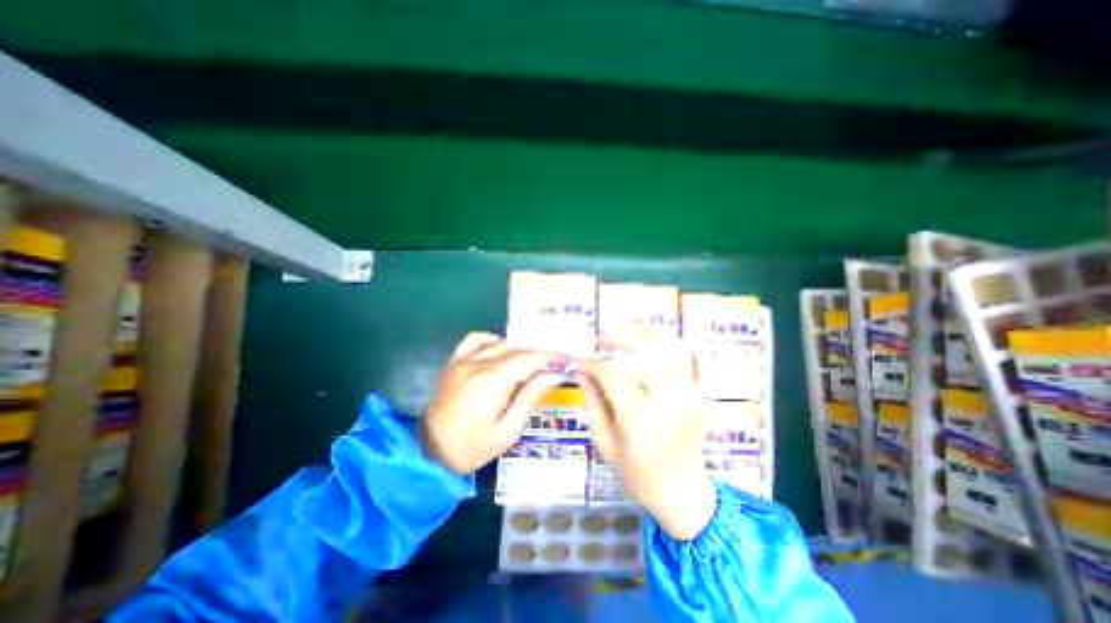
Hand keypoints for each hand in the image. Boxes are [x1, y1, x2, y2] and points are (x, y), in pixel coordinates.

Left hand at [423, 335, 566, 473]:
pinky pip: (475, 339)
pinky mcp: (454, 362)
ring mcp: (463, 360)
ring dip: (519, 349)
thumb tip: (554, 374)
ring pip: (500, 343)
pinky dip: (493, 340)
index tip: (567, 359)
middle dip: (539, 354)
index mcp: (492, 381)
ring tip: (532, 362)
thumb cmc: (471, 449)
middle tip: (554, 364)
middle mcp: (478, 363)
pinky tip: (502, 350)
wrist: (428, 454)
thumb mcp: (508, 431)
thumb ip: (530, 397)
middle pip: (517, 349)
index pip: (529, 358)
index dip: (551, 357)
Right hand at [579, 325, 715, 540]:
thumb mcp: (605, 442)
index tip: (580, 361)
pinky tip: (668, 340)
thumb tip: (581, 370)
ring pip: (671, 349)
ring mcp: (690, 395)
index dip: (592, 363)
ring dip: (648, 334)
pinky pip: (701, 362)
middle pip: (645, 351)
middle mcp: (669, 399)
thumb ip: (592, 402)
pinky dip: (686, 346)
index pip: (611, 374)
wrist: (682, 494)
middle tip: (601, 337)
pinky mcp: (702, 396)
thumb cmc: (637, 474)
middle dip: (619, 337)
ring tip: (627, 330)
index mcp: (640, 417)